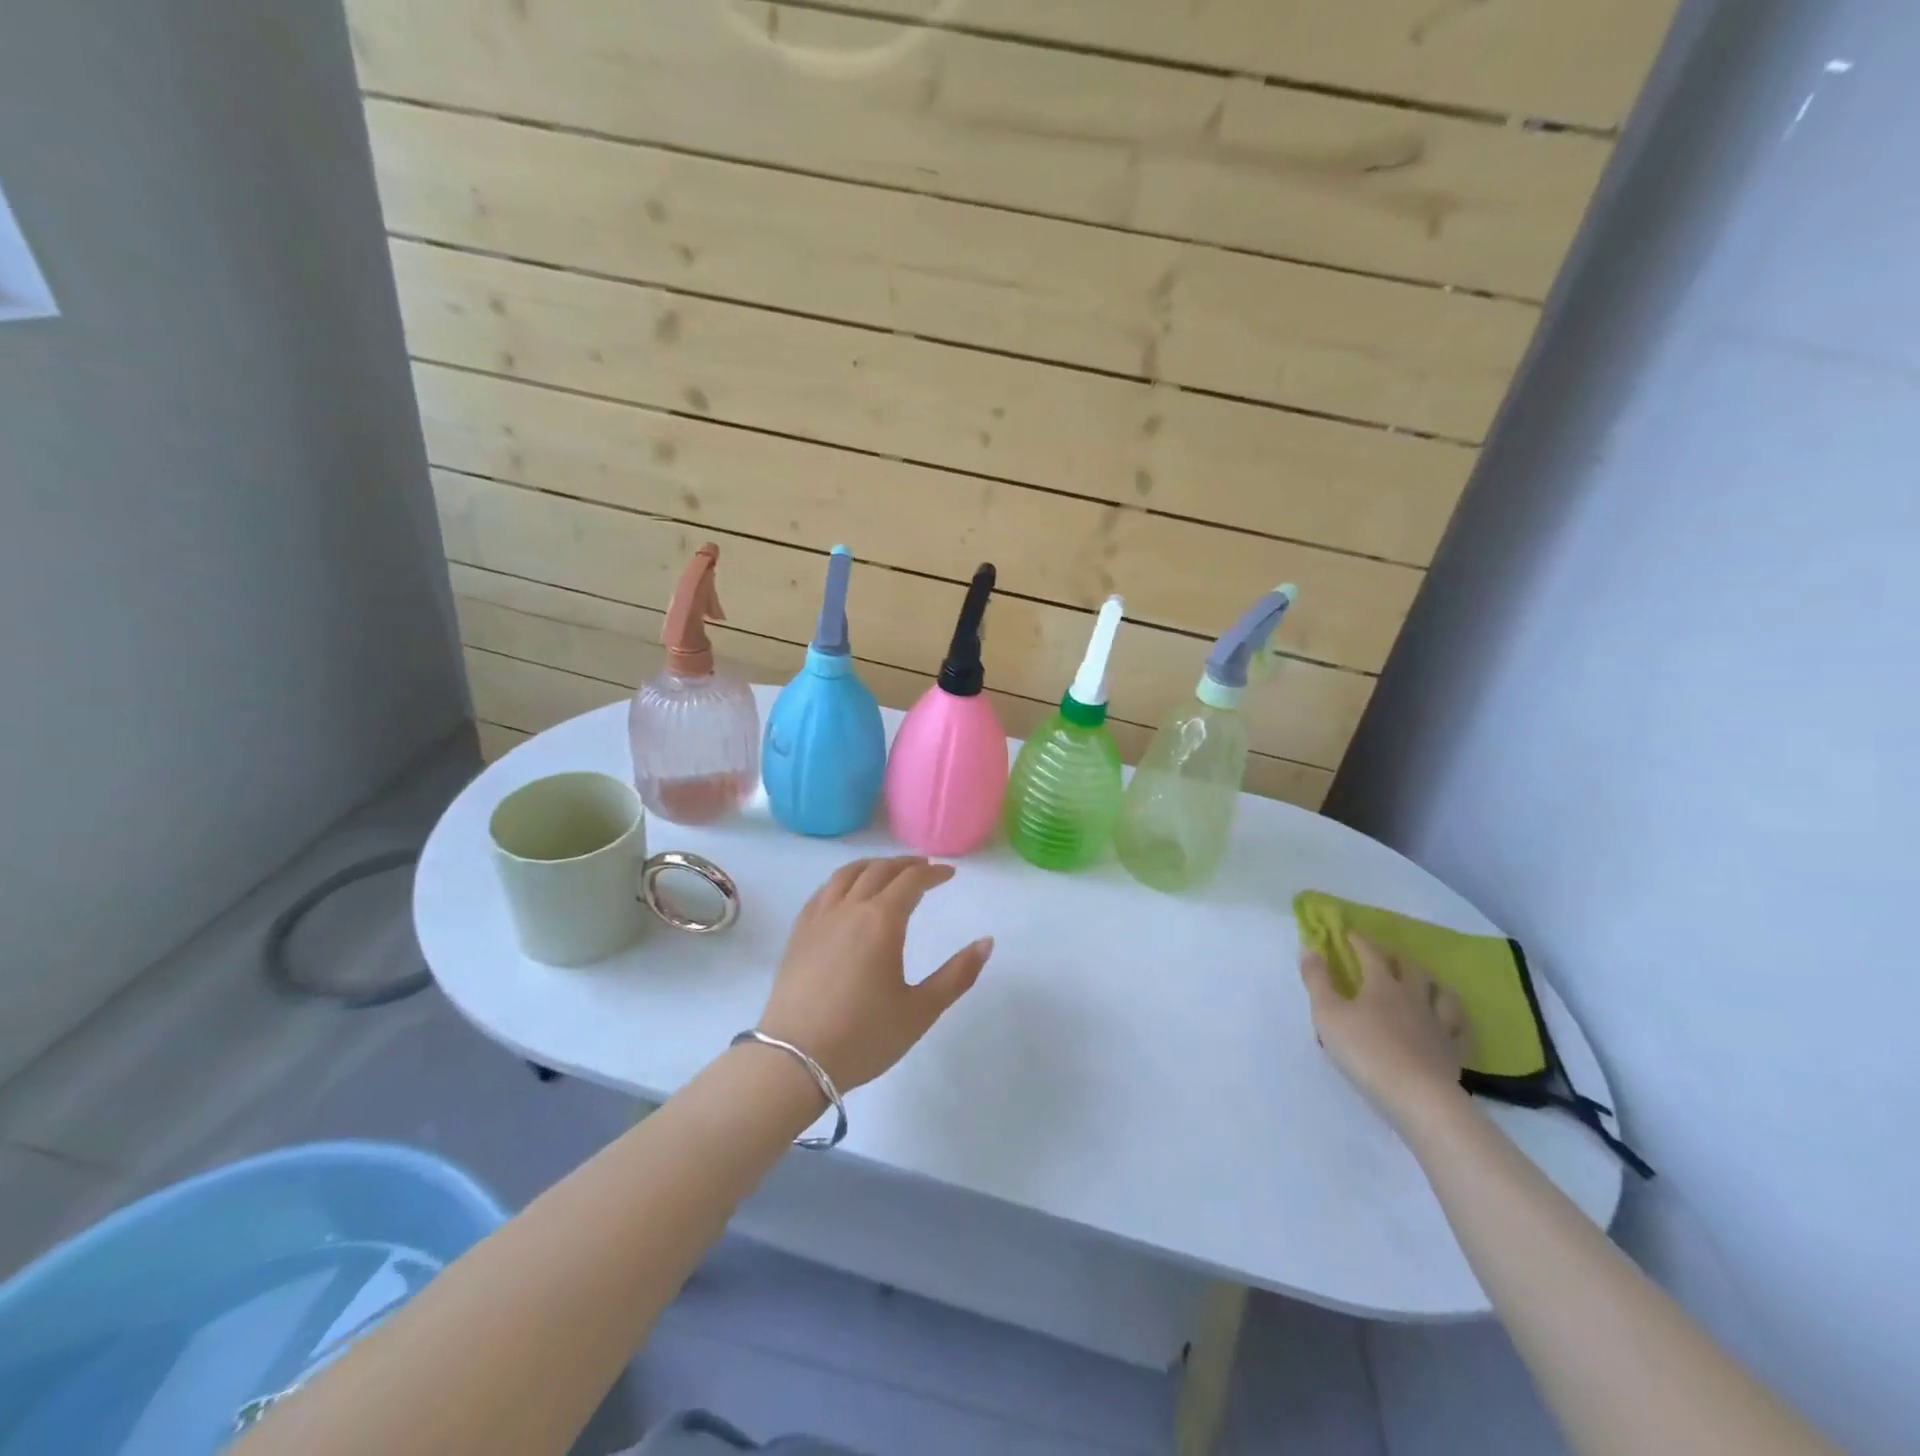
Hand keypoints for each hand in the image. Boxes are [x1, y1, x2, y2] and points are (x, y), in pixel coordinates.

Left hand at [757, 856, 992, 1091]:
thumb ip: (957, 975)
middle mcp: (849, 908)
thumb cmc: (864, 1036)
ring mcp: (819, 918)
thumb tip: (987, 942)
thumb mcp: (921, 1011)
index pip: (911, 881)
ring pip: (847, 874)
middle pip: (879, 870)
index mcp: (881, 921)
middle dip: (905, 864)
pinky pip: (823, 891)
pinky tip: (846, 893)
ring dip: (873, 866)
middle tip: (924, 867)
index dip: (933, 873)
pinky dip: (843, 880)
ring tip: (887, 871)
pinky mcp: (798, 933)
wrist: (794, 1060)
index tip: (949, 874)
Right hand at [1300, 933, 1472, 1127]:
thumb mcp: (1327, 1014)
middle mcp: (1413, 997)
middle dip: (1395, 957)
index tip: (1349, 932)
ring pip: (1441, 993)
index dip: (1359, 940)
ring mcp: (1438, 1024)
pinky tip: (1450, 1020)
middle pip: (1410, 968)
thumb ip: (1316, 980)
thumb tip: (1309, 947)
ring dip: (1431, 982)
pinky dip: (1454, 1018)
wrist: (1417, 1097)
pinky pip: (1460, 1028)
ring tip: (1425, 982)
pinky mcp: (1453, 1051)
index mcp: (1382, 985)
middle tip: (1385, 955)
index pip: (1371, 953)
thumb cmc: (1365, 1051)